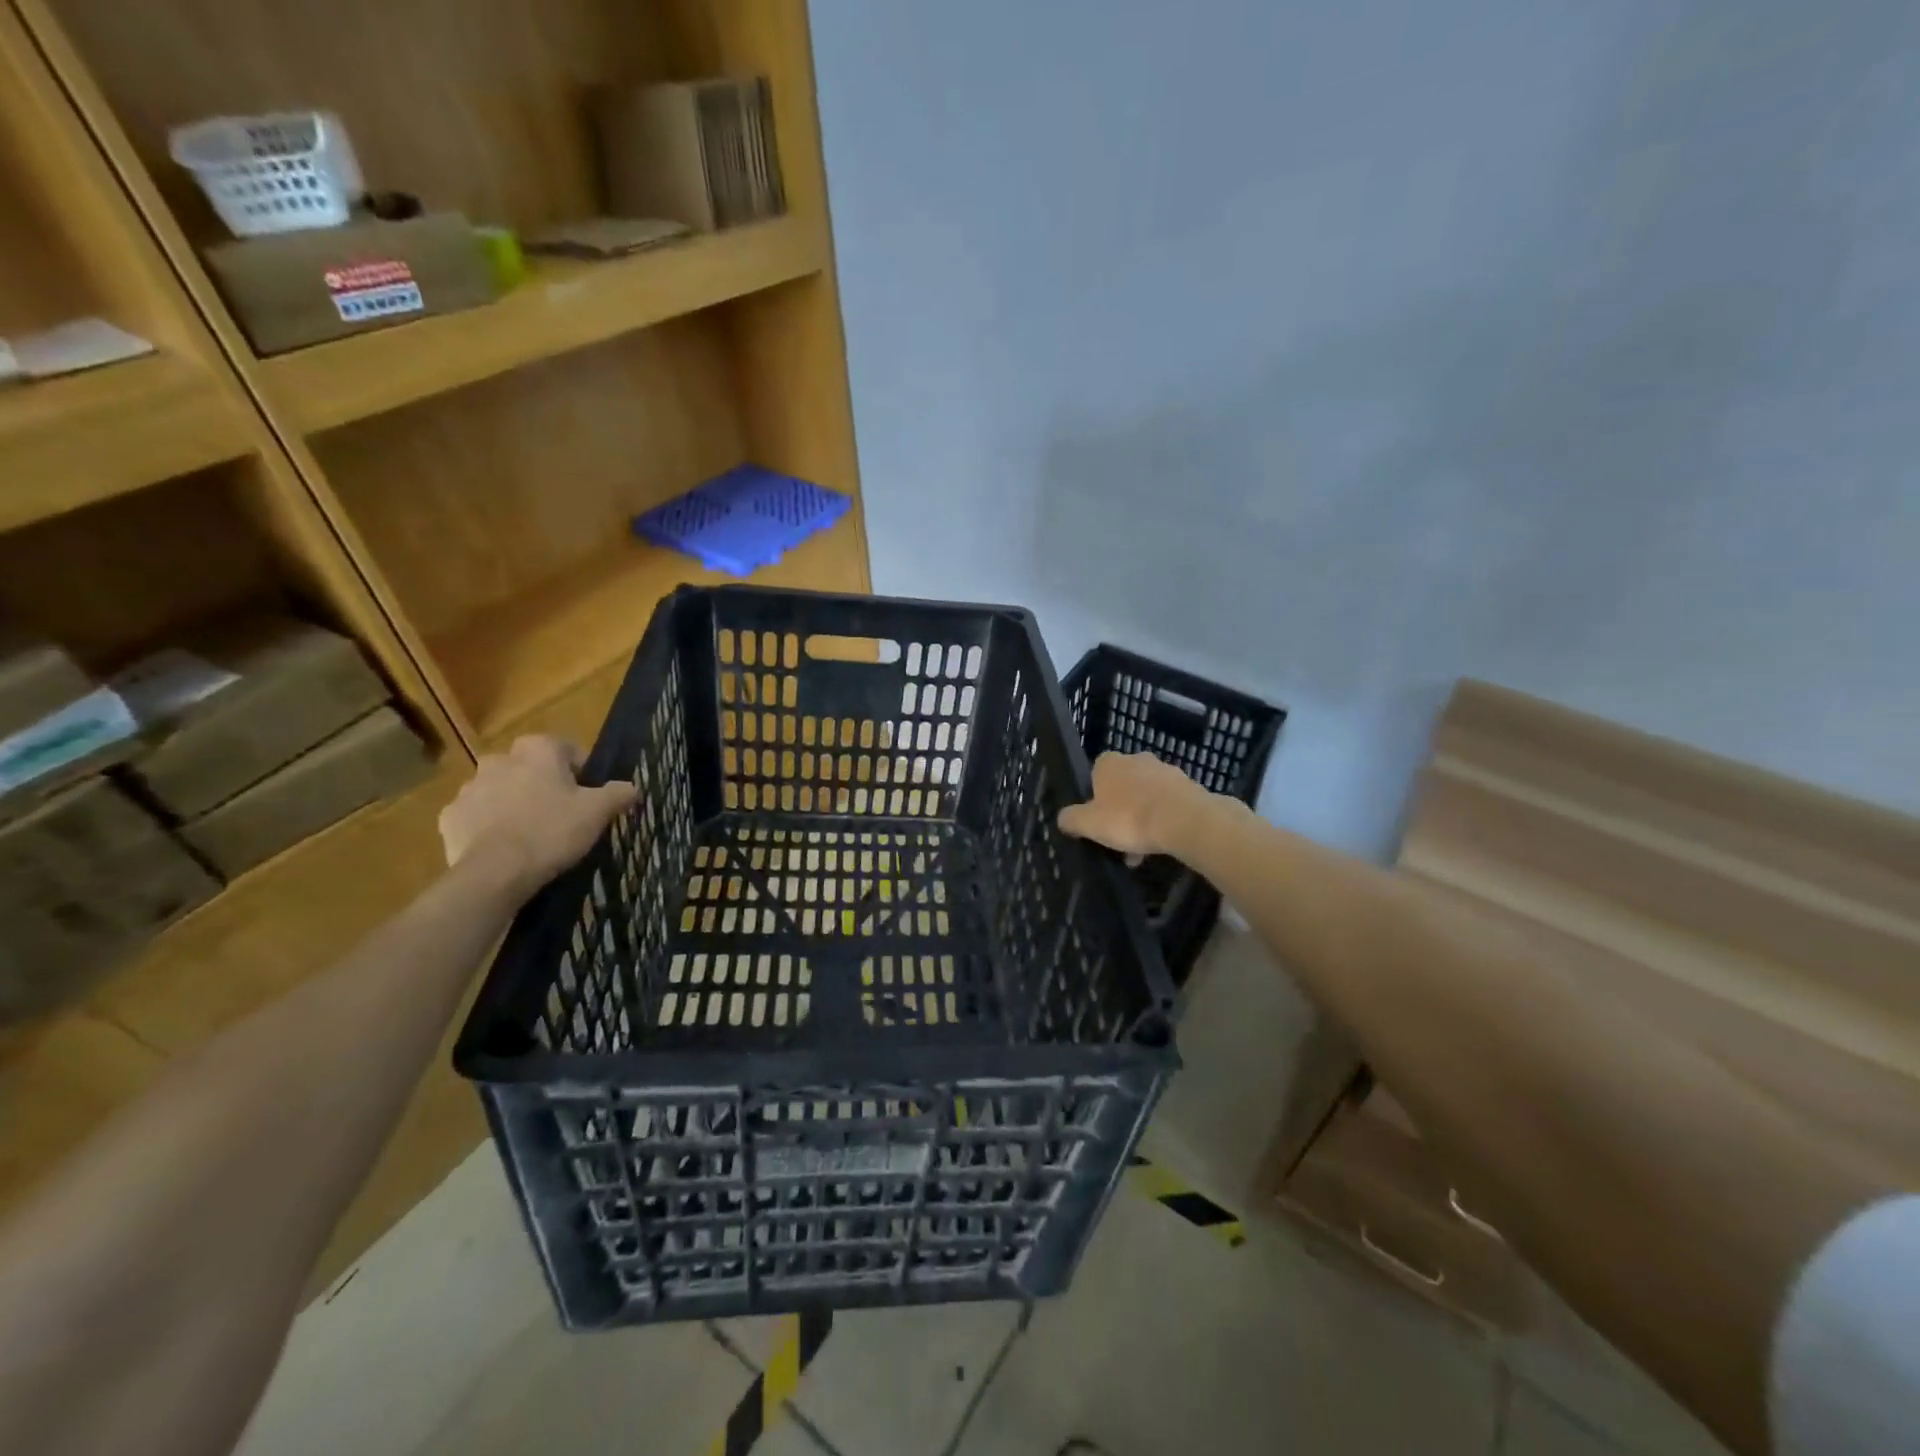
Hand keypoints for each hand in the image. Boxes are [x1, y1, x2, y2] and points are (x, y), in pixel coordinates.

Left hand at [439, 736, 637, 897]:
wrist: (496, 872)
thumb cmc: (552, 831)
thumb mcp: (598, 812)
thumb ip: (618, 793)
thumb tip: (633, 787)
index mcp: (537, 750)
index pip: (566, 749)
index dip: (580, 771)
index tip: (588, 795)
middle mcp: (499, 760)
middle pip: (529, 767)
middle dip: (542, 783)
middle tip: (560, 812)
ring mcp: (469, 788)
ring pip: (499, 789)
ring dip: (513, 802)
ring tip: (531, 832)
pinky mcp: (450, 816)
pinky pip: (476, 814)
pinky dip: (488, 824)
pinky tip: (504, 845)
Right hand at [1057, 751, 1204, 856]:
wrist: (1184, 820)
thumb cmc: (1129, 818)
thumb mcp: (1089, 824)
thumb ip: (1071, 819)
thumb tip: (1063, 819)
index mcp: (1109, 763)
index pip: (1096, 774)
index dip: (1095, 798)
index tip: (1098, 820)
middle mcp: (1137, 759)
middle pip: (1123, 786)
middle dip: (1121, 810)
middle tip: (1119, 839)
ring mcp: (1165, 771)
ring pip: (1147, 797)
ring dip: (1143, 818)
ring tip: (1142, 851)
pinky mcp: (1188, 786)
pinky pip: (1169, 805)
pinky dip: (1164, 821)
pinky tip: (1163, 845)